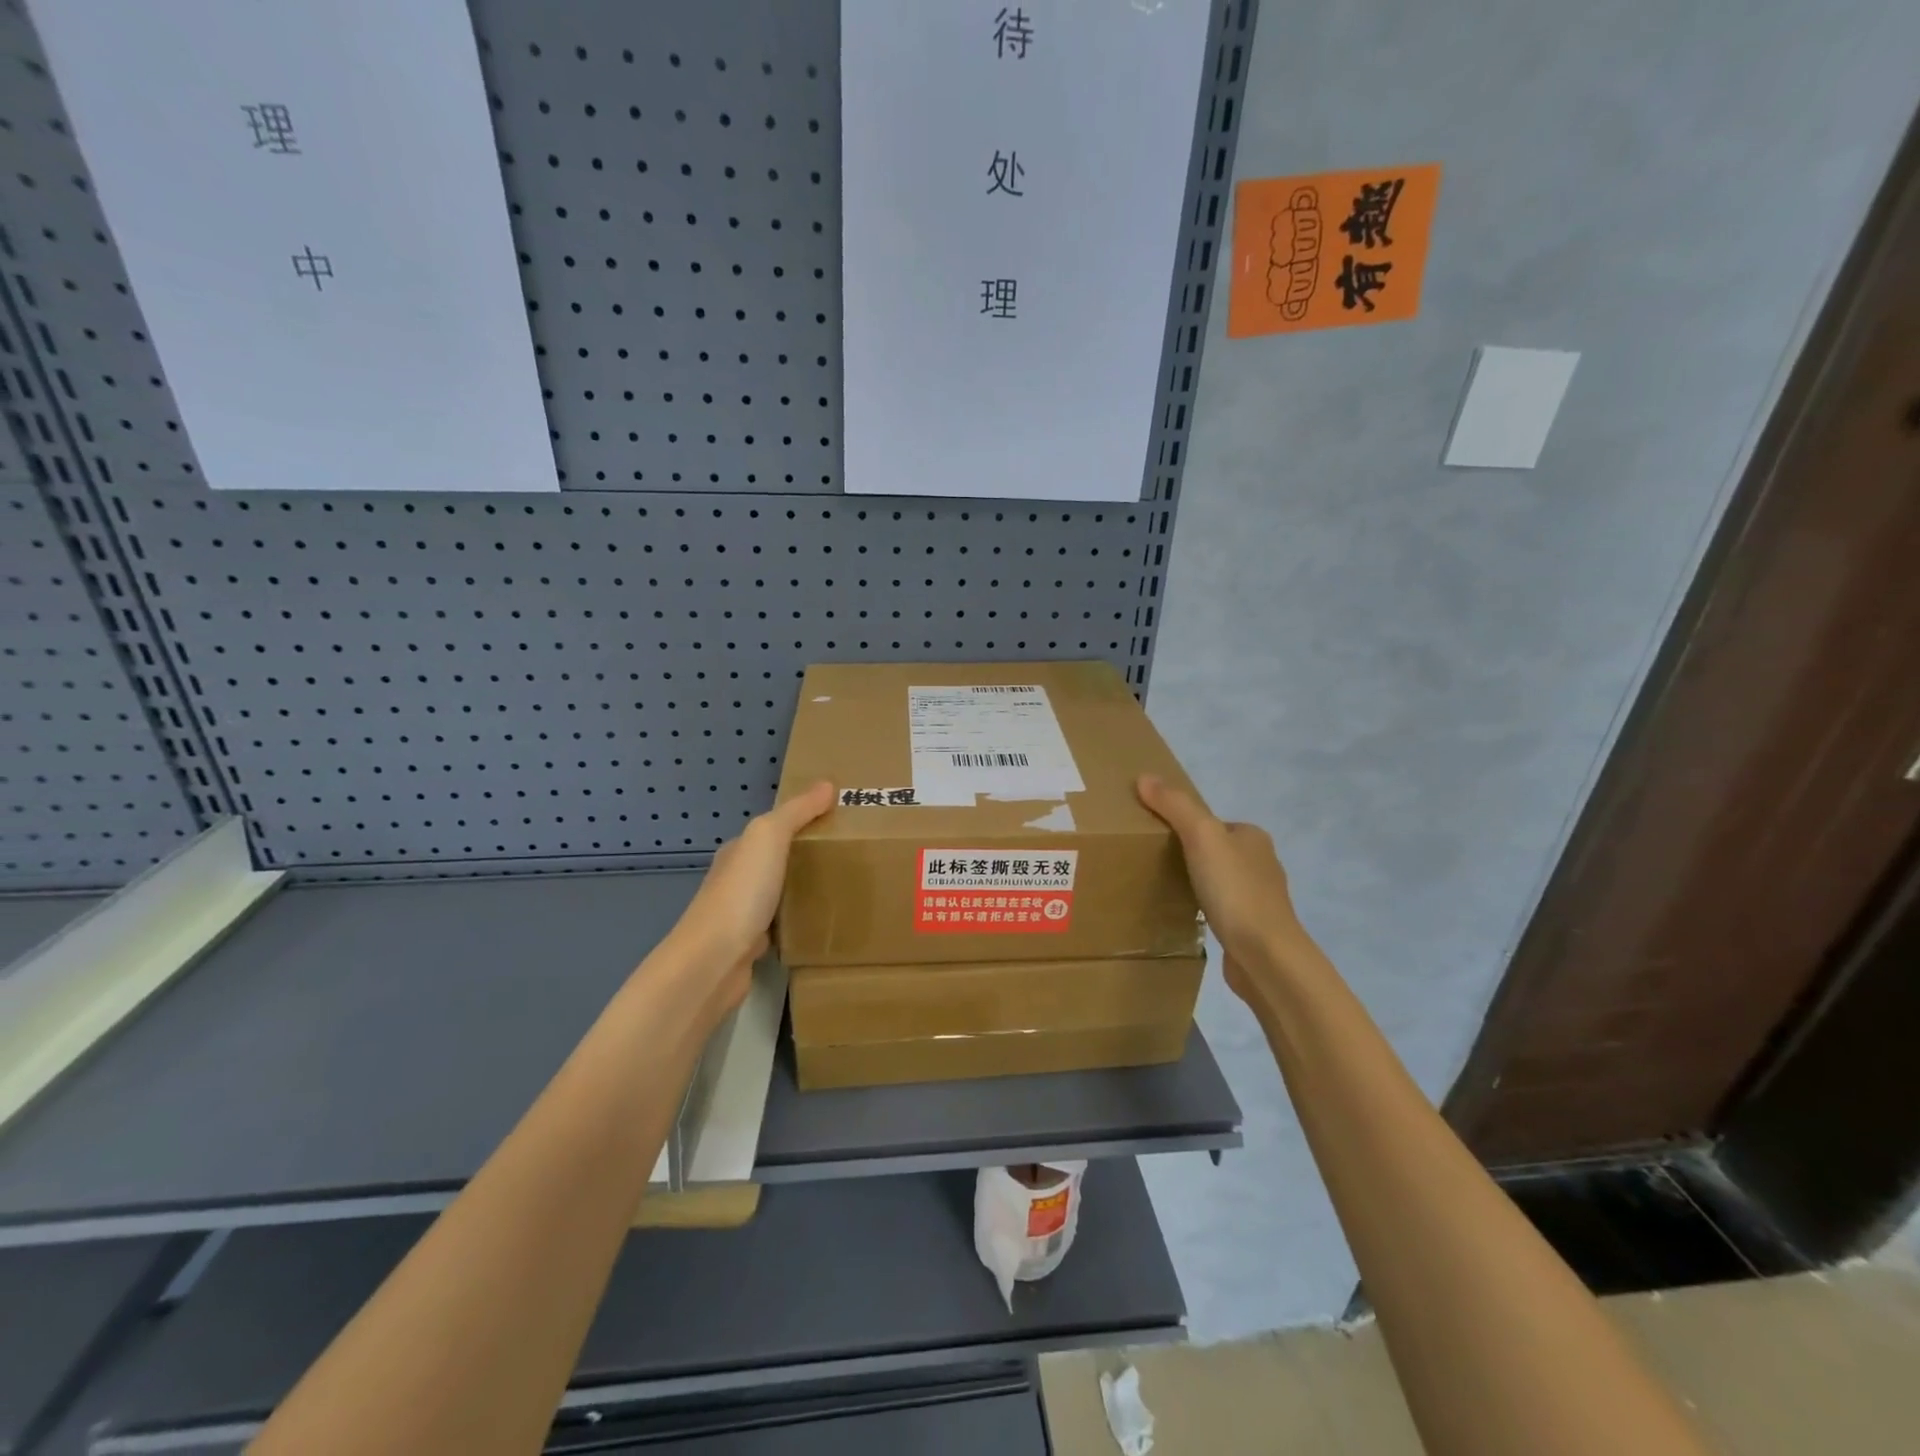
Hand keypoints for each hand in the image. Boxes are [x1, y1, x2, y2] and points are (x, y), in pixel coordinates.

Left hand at [661, 780, 835, 1013]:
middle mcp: (737, 879)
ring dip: (804, 890)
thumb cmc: (741, 893)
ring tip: (844, 887)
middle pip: (777, 861)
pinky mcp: (751, 947)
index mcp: (739, 851)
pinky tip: (822, 923)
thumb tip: (827, 784)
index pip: (773, 828)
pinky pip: (782, 926)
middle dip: (807, 856)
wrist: (712, 962)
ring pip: (780, 894)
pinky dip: (799, 921)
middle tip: (851, 854)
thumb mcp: (768, 837)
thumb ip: (796, 811)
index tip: (838, 820)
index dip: (802, 820)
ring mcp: (743, 915)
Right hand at [1136, 774, 1307, 1002]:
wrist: (1265, 956)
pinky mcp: (1251, 928)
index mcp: (1253, 838)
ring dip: (1198, 882)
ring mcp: (1259, 899)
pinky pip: (1221, 909)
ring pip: (1220, 880)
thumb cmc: (1235, 890)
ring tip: (1164, 888)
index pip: (1212, 822)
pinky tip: (1188, 916)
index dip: (1184, 825)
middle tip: (1153, 862)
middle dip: (1189, 854)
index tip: (1155, 836)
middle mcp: (1261, 864)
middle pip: (1215, 850)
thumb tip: (1144, 777)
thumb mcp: (1201, 836)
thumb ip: (1175, 805)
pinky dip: (1205, 908)